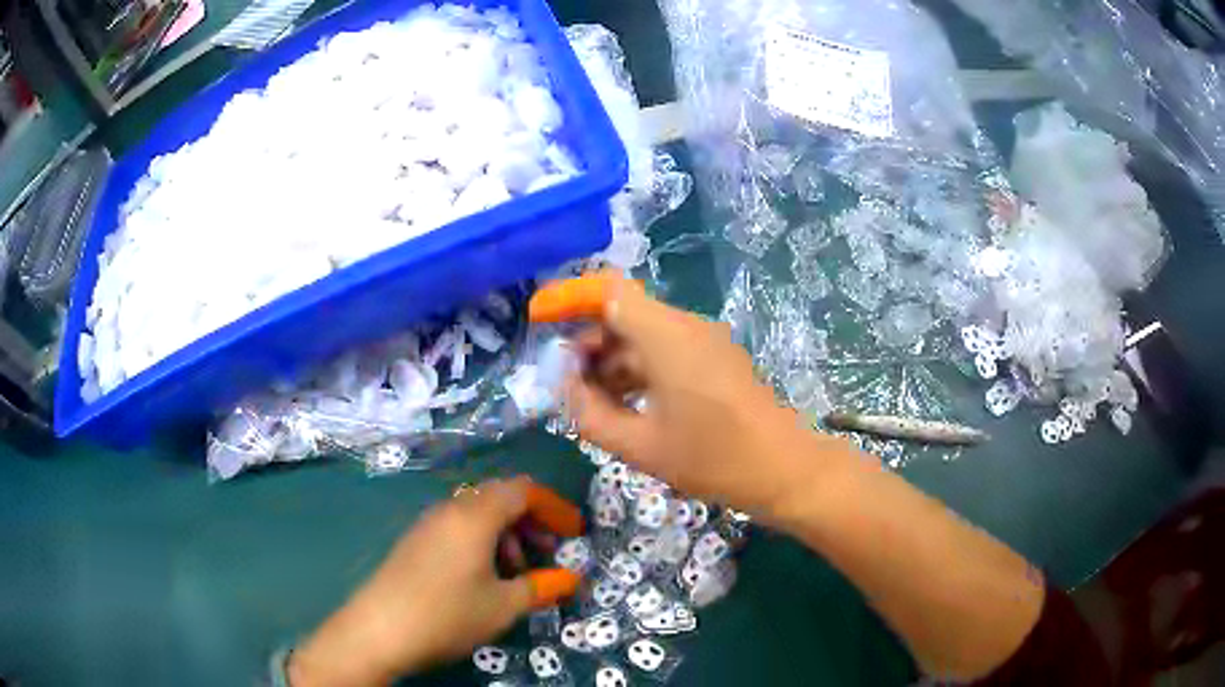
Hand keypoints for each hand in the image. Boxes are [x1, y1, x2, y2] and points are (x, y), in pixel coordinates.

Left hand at [289, 477, 581, 685]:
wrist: (378, 630)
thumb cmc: (448, 614)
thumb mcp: (504, 606)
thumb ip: (541, 587)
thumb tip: (571, 578)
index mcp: (475, 515)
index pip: (523, 490)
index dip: (554, 507)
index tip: (575, 533)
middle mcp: (450, 509)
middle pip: (499, 497)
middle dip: (532, 520)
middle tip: (550, 550)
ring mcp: (428, 524)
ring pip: (477, 513)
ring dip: (507, 533)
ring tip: (517, 570)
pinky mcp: (415, 541)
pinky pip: (457, 527)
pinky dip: (482, 542)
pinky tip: (484, 576)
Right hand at [559, 275, 858, 523]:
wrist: (784, 469)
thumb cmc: (713, 459)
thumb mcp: (640, 446)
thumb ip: (591, 414)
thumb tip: (568, 387)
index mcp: (666, 337)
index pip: (609, 291)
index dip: (569, 297)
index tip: (538, 317)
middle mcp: (686, 326)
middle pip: (623, 314)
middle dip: (588, 343)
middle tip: (567, 384)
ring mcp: (704, 340)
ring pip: (642, 334)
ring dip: (611, 360)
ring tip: (592, 403)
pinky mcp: (714, 358)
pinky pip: (664, 350)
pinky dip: (637, 369)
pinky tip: (626, 404)